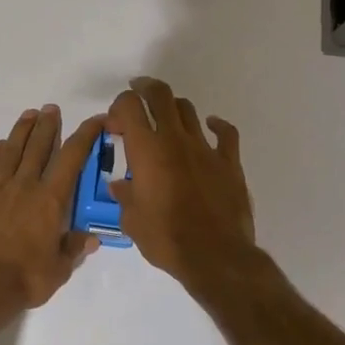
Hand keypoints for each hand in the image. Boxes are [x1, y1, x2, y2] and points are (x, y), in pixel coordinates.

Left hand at [0, 104, 103, 311]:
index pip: (72, 158)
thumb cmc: (24, 279)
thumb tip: (92, 238)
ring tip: (28, 115)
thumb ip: (74, 249)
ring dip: (21, 132)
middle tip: (52, 108)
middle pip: (38, 148)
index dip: (85, 135)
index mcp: (50, 200)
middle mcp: (24, 186)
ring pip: (10, 152)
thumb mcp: (59, 270)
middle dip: (48, 126)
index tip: (96, 119)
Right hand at [105, 77, 259, 290]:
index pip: (129, 106)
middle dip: (145, 88)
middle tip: (137, 93)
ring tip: (166, 117)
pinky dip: (216, 125)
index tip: (114, 125)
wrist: (216, 256)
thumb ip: (125, 196)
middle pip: (160, 95)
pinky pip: (225, 133)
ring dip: (173, 108)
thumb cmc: (166, 239)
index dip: (119, 106)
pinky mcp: (229, 162)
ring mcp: (205, 148)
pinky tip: (211, 126)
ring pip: (188, 110)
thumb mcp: (132, 221)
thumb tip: (120, 186)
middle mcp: (175, 140)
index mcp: (147, 150)